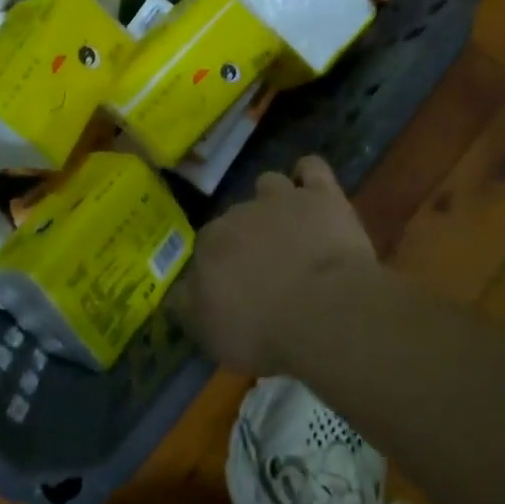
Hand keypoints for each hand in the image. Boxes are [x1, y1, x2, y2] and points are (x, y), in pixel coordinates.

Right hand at [171, 156, 378, 376]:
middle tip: (266, 267)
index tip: (232, 288)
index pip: (205, 248)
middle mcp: (239, 213)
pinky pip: (311, 168)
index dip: (219, 267)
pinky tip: (314, 193)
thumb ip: (189, 306)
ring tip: (290, 226)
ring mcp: (281, 198)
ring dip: (275, 200)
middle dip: (247, 237)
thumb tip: (179, 292)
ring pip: (269, 184)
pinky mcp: (321, 195)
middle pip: (237, 218)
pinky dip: (310, 177)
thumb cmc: (264, 331)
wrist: (325, 312)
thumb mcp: (211, 335)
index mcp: (209, 244)